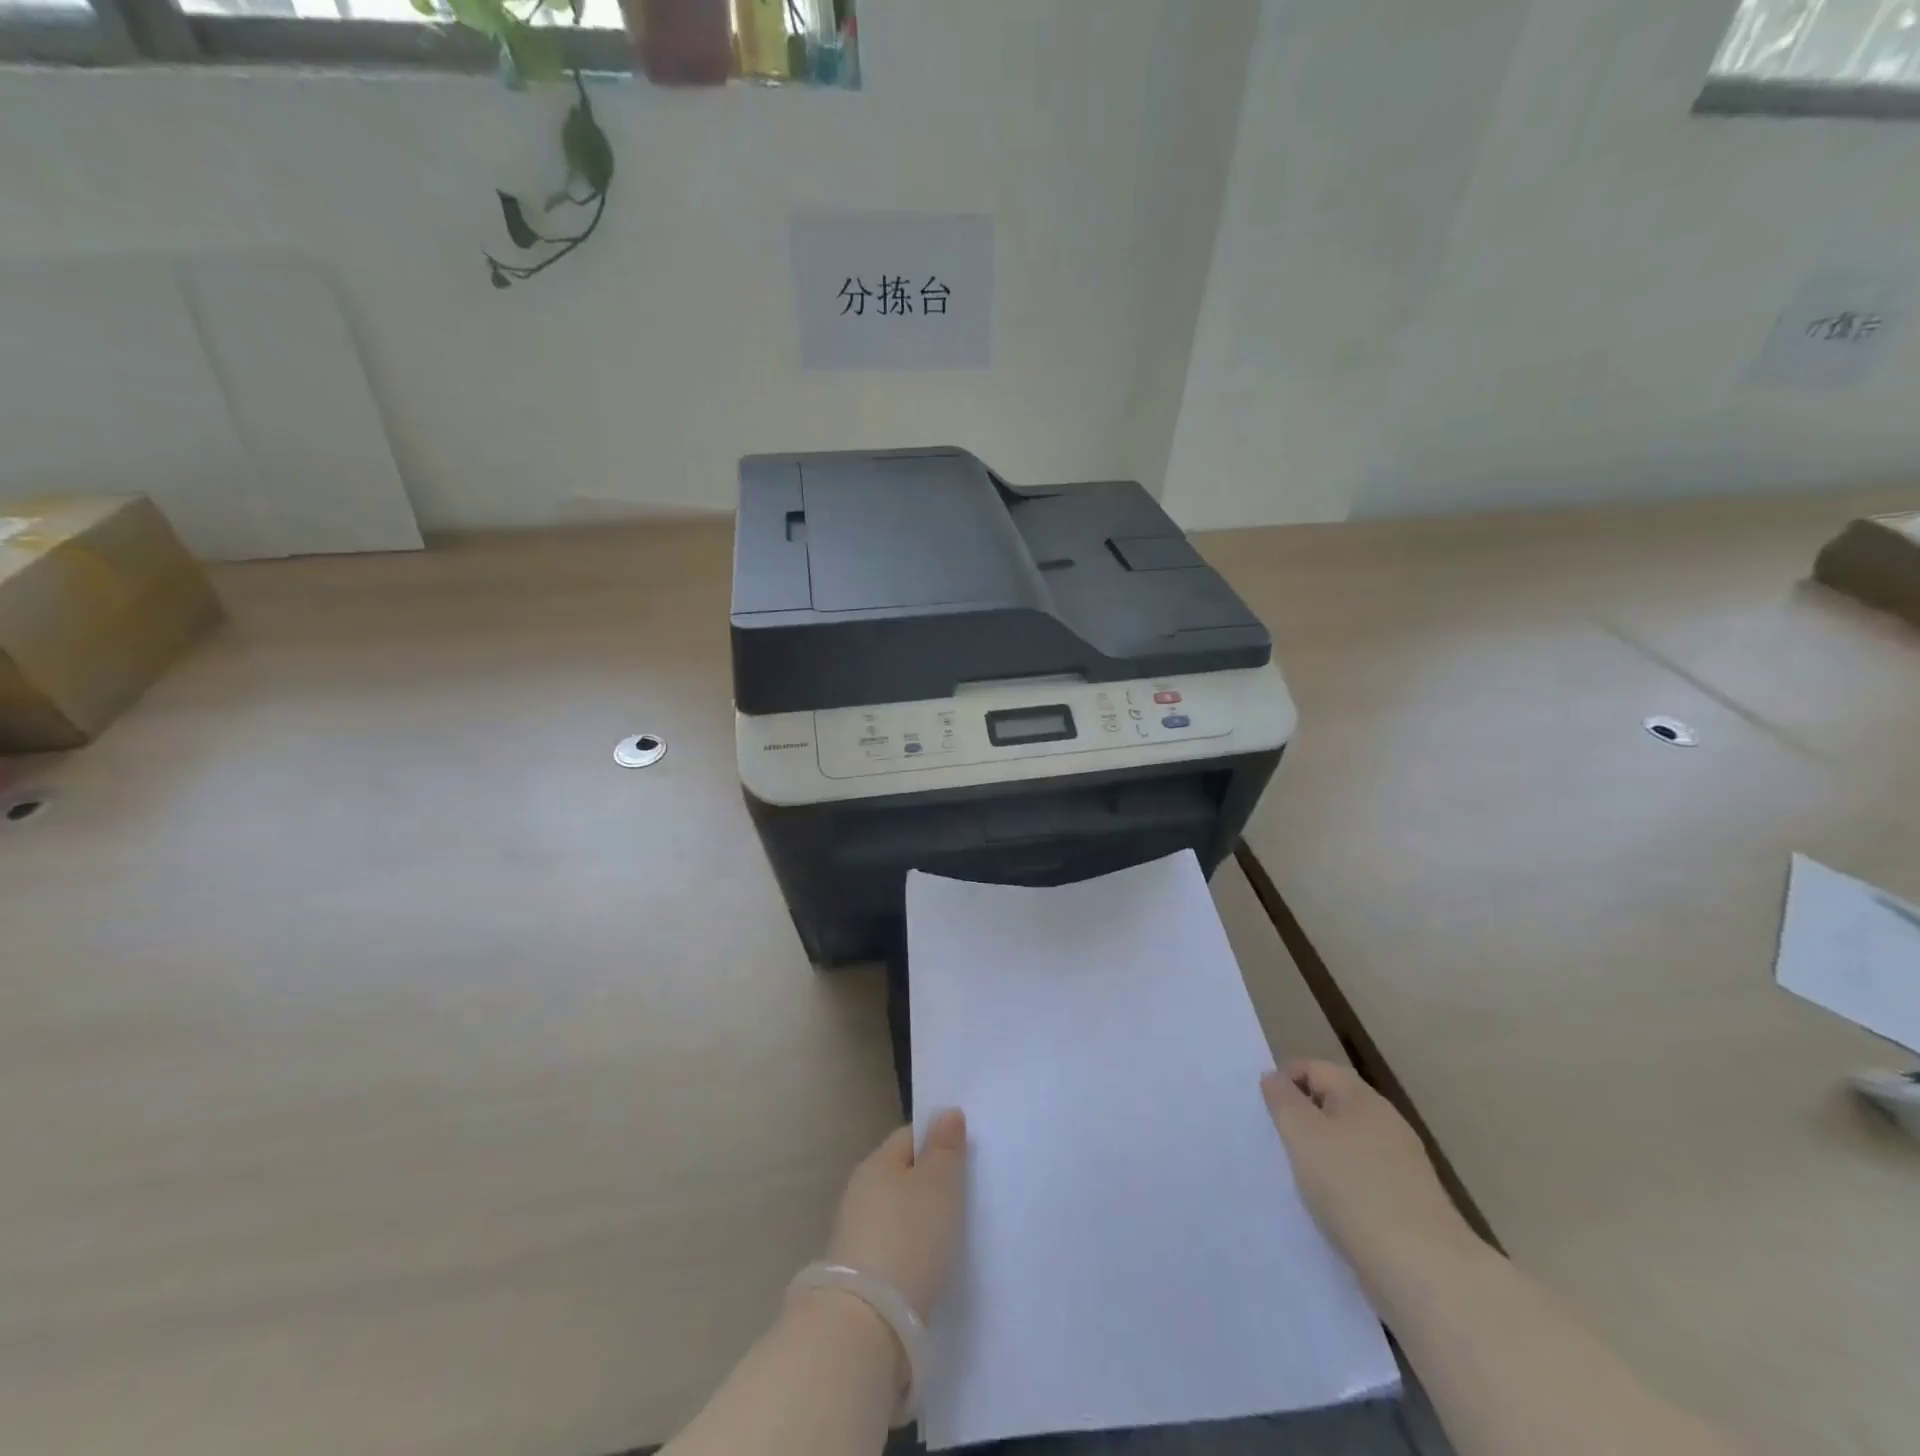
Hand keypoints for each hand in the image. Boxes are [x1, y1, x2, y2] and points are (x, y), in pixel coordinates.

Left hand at [825, 1108, 968, 1322]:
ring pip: (897, 1211)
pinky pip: (893, 1244)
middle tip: (966, 1192)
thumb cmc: (908, 1239)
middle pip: (902, 1174)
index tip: (965, 1153)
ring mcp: (856, 1233)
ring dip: (920, 1216)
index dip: (937, 1139)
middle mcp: (861, 1191)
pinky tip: (930, 1261)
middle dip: (930, 1180)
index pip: (910, 1136)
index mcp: (876, 1163)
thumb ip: (945, 1149)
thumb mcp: (938, 1187)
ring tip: (953, 1230)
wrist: (867, 1325)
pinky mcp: (859, 1273)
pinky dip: (911, 1247)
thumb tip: (947, 1112)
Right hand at [1262, 1060, 1475, 1277]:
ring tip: (1299, 1180)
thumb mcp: (1302, 1135)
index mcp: (1362, 1098)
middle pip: (1333, 1104)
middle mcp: (1386, 1123)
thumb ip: (1283, 1100)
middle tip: (1278, 1144)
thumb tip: (1274, 1078)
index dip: (1285, 1079)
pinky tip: (1330, 1209)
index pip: (1315, 1067)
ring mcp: (1402, 1165)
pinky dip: (1341, 1185)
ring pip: (1348, 1143)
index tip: (1265, 1111)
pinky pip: (1363, 1178)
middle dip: (1302, 1119)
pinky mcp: (1409, 1203)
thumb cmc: (1352, 1187)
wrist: (1423, 1270)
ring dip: (1321, 1154)